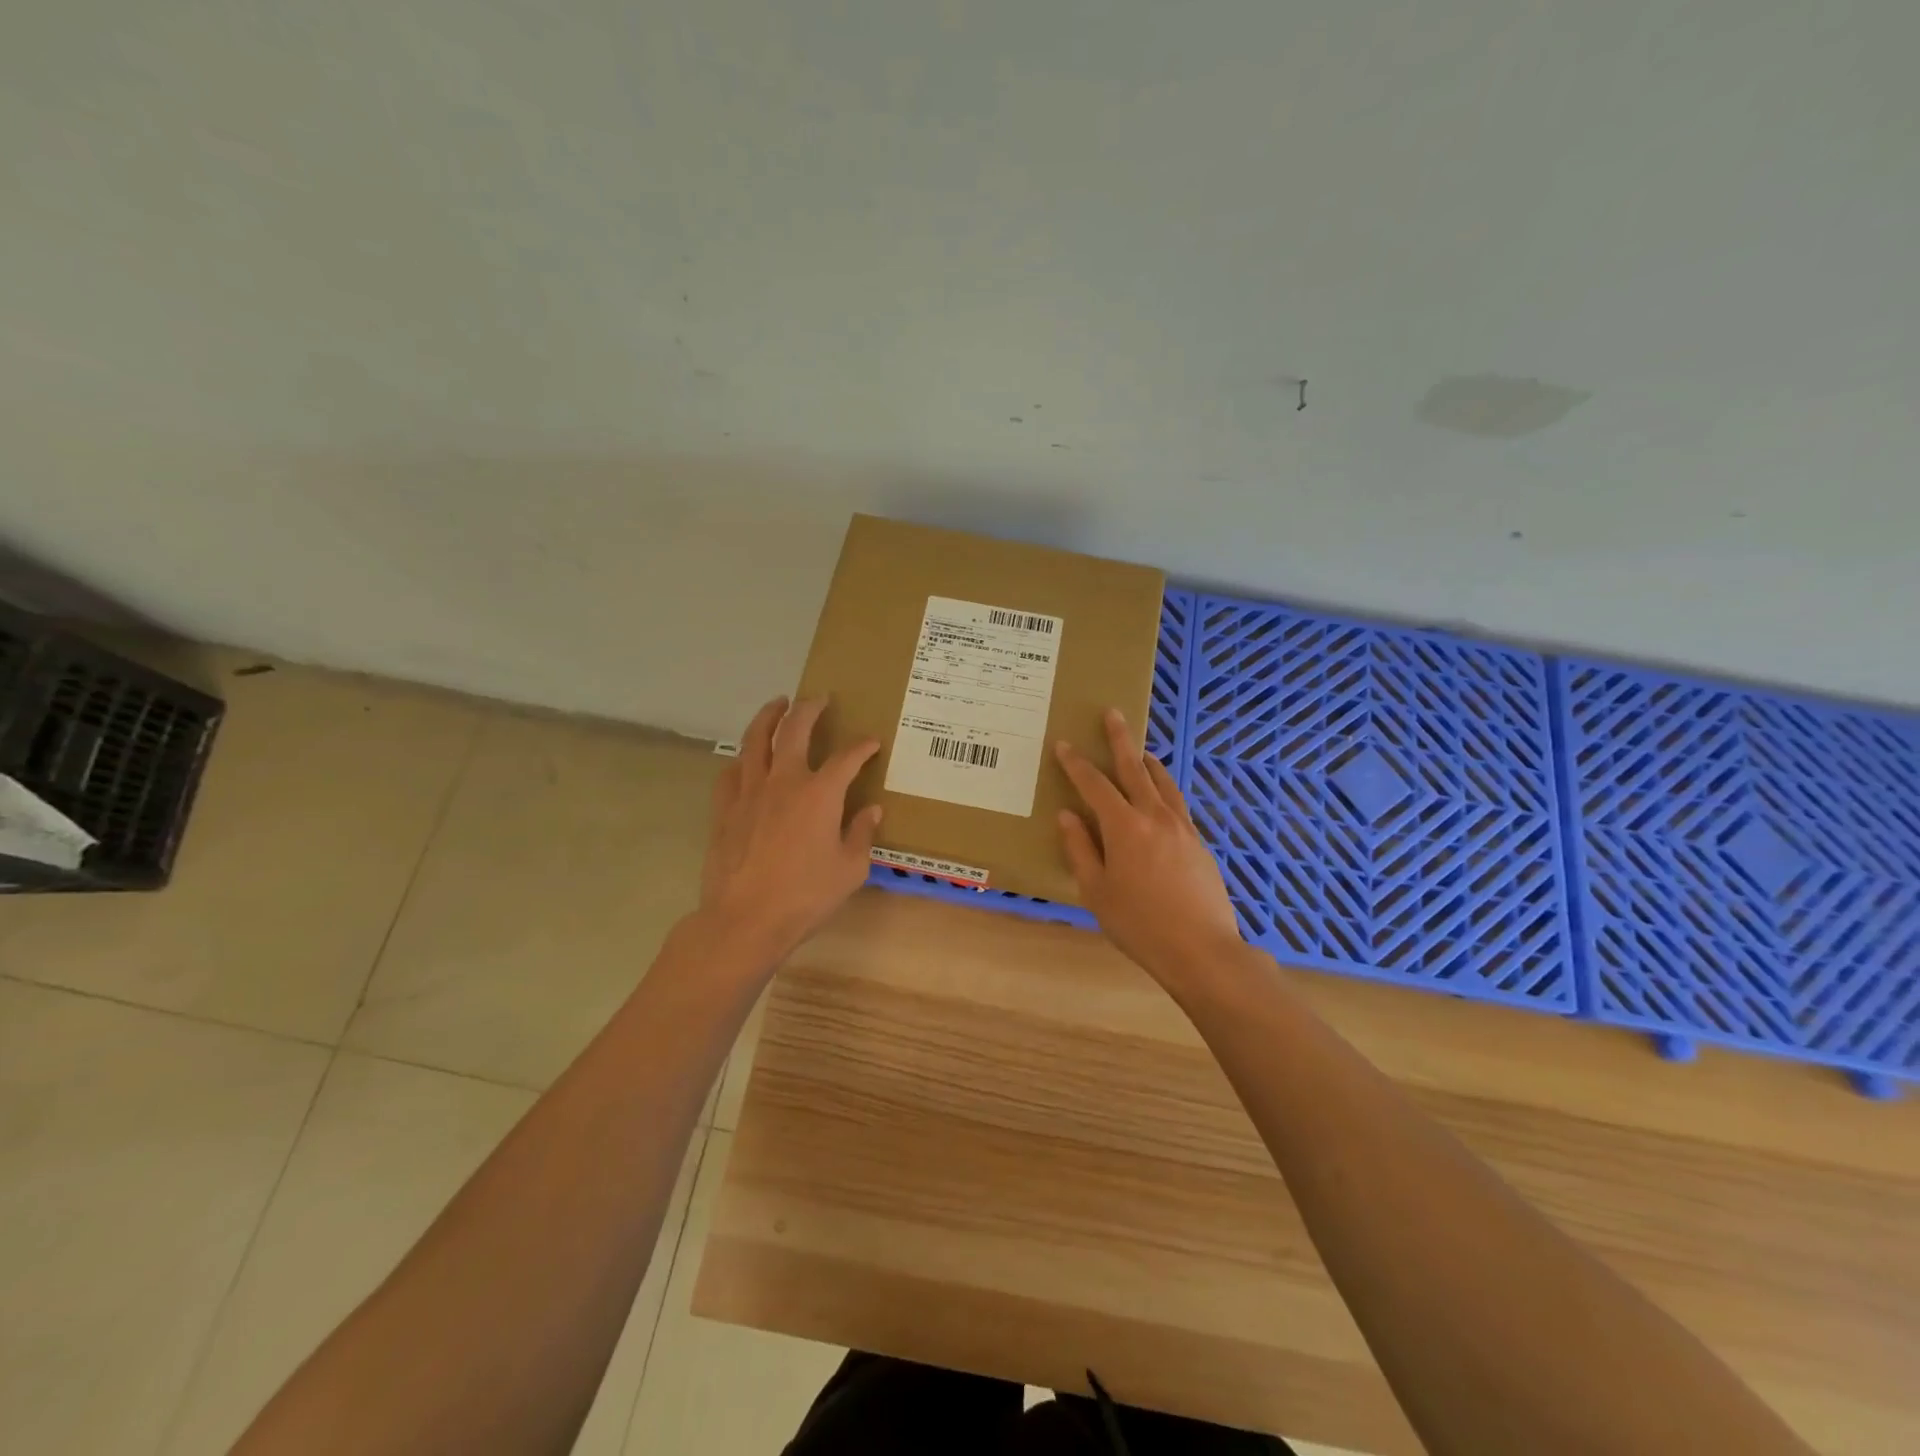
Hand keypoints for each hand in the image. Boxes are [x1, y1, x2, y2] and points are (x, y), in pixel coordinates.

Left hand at [696, 696, 881, 969]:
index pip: (846, 757)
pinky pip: (731, 772)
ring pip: (755, 740)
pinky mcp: (724, 809)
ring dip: (768, 716)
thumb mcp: (850, 869)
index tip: (871, 742)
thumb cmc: (806, 896)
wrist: (745, 920)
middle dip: (809, 708)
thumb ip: (861, 834)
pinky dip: (742, 759)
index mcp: (820, 793)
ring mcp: (749, 792)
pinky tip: (746, 761)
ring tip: (777, 704)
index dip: (862, 746)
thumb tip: (870, 810)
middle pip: (794, 729)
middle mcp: (784, 781)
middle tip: (818, 699)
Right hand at [1055, 709, 1244, 985]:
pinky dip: (1165, 787)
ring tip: (1140, 749)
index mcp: (1124, 827)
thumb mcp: (1096, 891)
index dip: (1077, 764)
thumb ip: (1080, 849)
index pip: (1095, 785)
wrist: (1201, 949)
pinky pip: (1177, 802)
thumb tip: (1067, 815)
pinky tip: (1161, 793)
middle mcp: (1154, 816)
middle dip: (1120, 739)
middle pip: (1134, 768)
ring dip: (1147, 761)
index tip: (1063, 745)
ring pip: (1162, 782)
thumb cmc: (1139, 924)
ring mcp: (1182, 827)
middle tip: (1113, 713)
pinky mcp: (1199, 842)